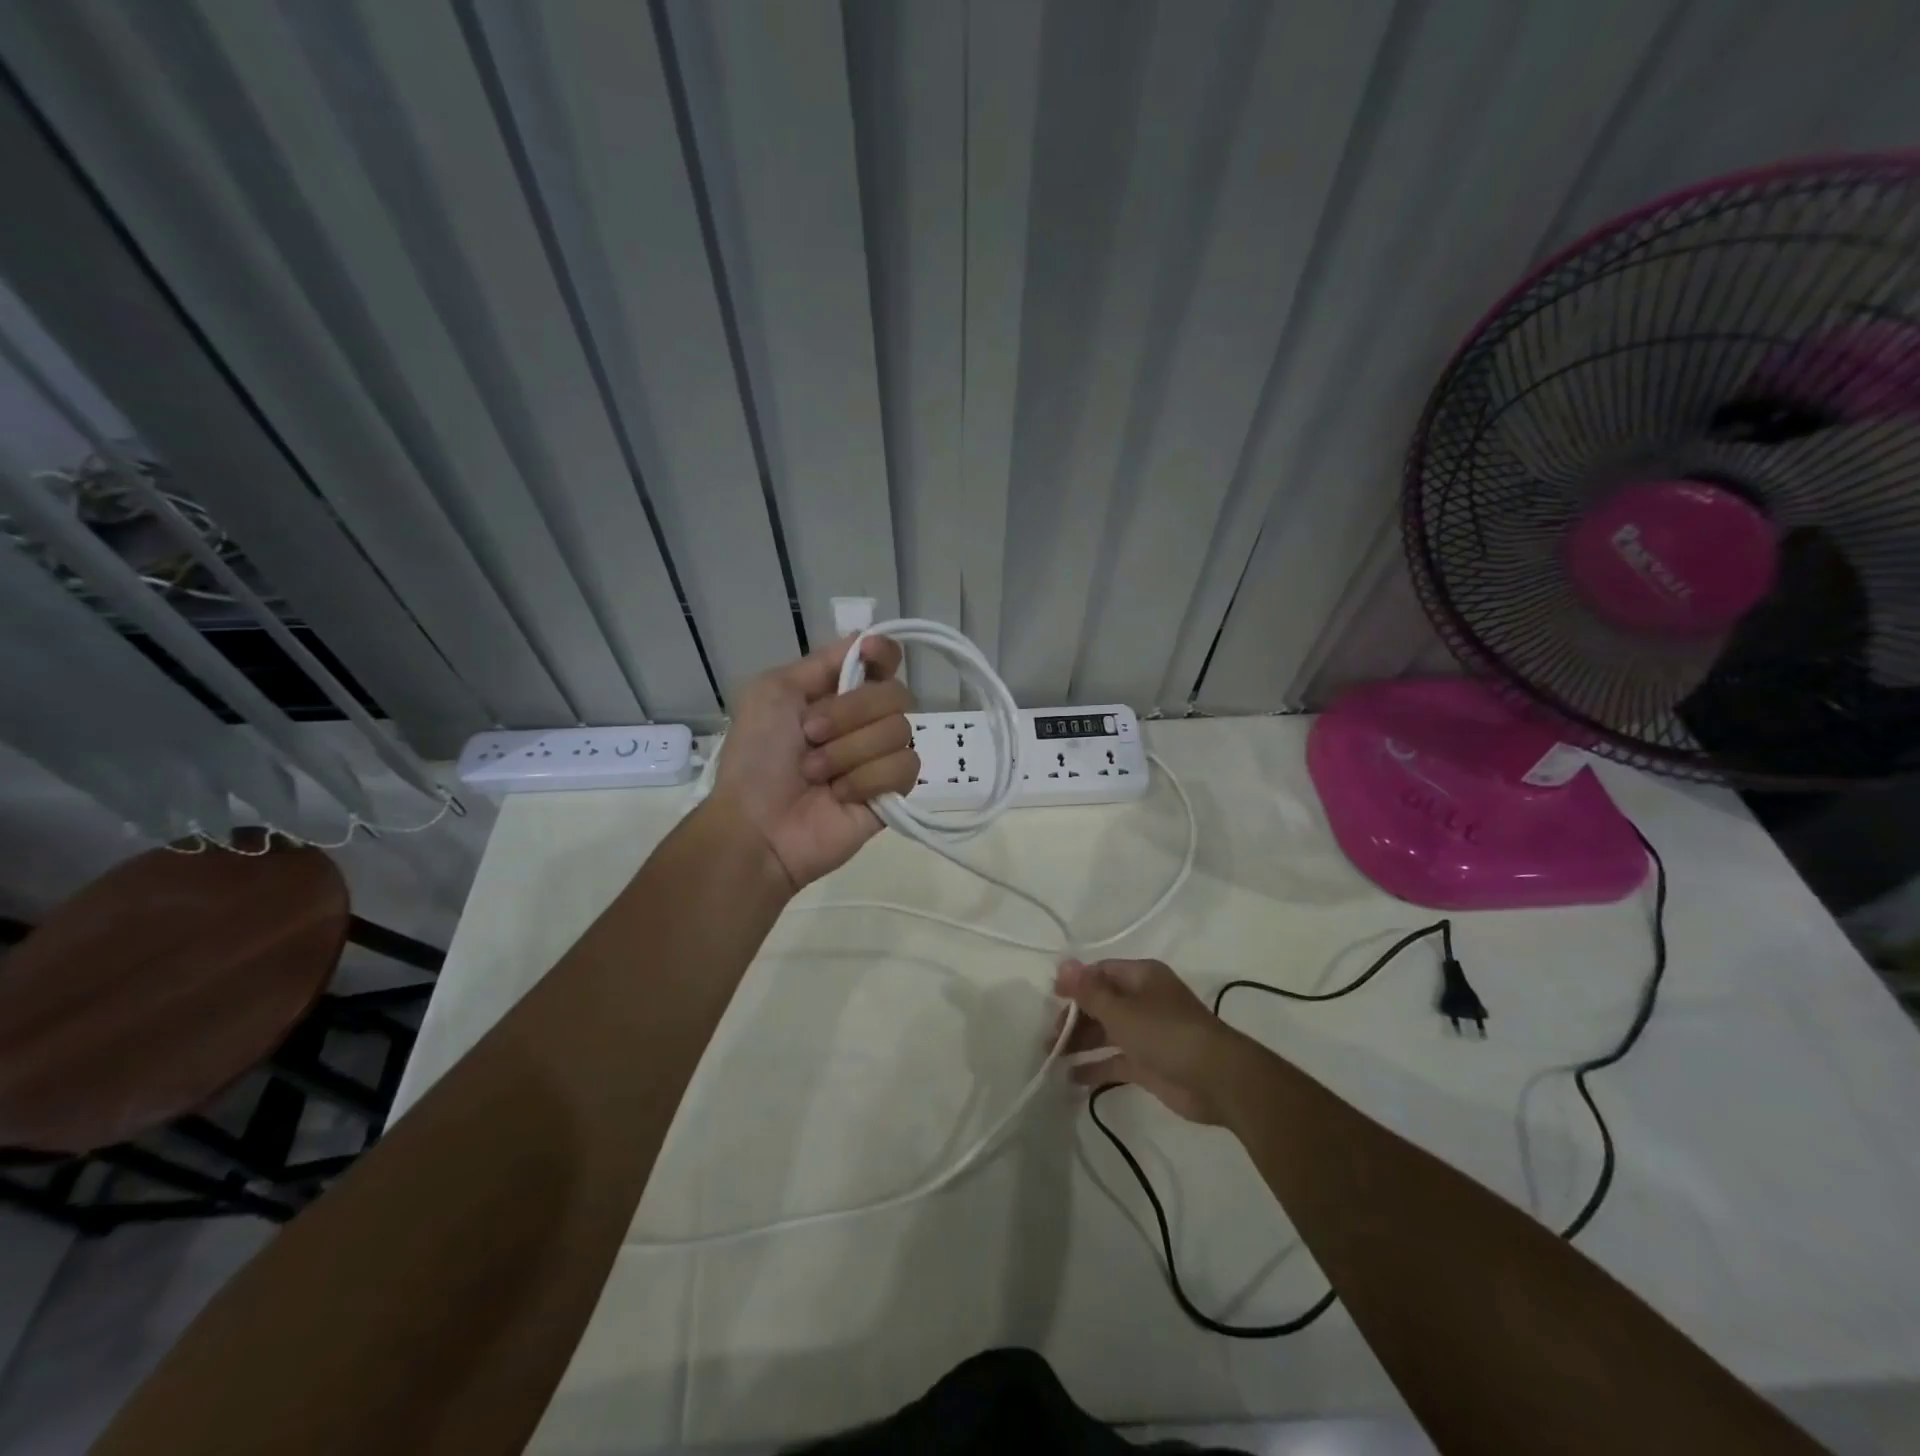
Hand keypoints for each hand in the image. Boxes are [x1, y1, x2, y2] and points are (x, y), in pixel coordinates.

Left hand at [713, 633, 917, 890]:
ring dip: (849, 752)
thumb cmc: (755, 757)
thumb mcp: (772, 692)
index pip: (884, 661)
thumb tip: (867, 638)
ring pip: (901, 731)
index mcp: (836, 692)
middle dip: (849, 713)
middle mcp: (865, 721)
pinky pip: (905, 767)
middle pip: (896, 694)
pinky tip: (840, 795)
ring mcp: (880, 757)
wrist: (757, 825)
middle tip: (809, 735)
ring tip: (816, 774)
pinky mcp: (893, 793)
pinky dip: (867, 779)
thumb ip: (822, 662)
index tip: (871, 656)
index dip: (884, 654)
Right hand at [1051, 958, 1246, 1124]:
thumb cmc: (1166, 1033)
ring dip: (1080, 1042)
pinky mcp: (1149, 1064)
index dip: (1075, 983)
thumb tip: (1063, 964)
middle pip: (1101, 1002)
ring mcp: (1147, 1034)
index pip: (1101, 972)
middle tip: (1048, 1036)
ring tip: (1050, 1055)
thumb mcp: (1121, 1010)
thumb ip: (1089, 992)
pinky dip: (1095, 1066)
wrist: (1217, 1079)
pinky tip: (1071, 1077)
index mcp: (1141, 977)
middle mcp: (1144, 1001)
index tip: (1051, 998)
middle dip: (1074, 1017)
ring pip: (1106, 1032)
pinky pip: (1115, 1060)